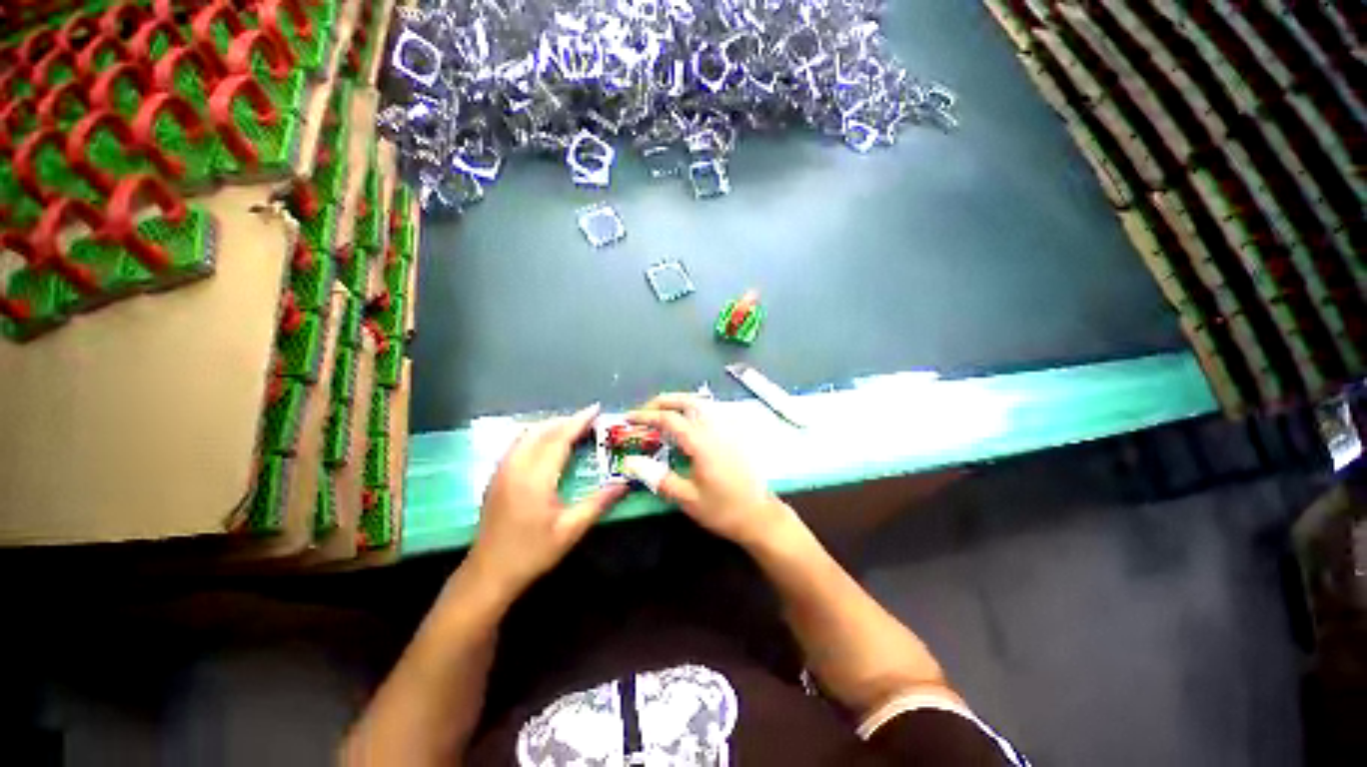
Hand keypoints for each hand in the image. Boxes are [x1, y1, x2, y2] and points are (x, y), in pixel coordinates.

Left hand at [466, 404, 626, 597]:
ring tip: (573, 428)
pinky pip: (519, 443)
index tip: (596, 409)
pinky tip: (548, 444)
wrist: (488, 574)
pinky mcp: (496, 476)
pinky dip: (537, 435)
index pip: (559, 438)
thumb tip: (625, 482)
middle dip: (566, 420)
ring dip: (551, 426)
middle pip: (542, 431)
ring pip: (527, 434)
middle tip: (590, 420)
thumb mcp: (571, 530)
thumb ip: (599, 503)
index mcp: (535, 478)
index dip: (578, 421)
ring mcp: (502, 470)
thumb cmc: (531, 553)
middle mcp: (515, 467)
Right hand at [627, 394, 794, 547]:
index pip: (669, 419)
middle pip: (687, 401)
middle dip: (662, 402)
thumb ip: (658, 477)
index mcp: (701, 442)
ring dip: (679, 401)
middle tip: (645, 411)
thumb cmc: (722, 509)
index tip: (628, 418)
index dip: (646, 416)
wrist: (759, 515)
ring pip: (702, 402)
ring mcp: (728, 428)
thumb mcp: (686, 499)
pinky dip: (695, 407)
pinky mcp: (736, 433)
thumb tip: (630, 461)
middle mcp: (715, 428)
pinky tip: (690, 420)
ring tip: (663, 412)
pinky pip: (713, 410)